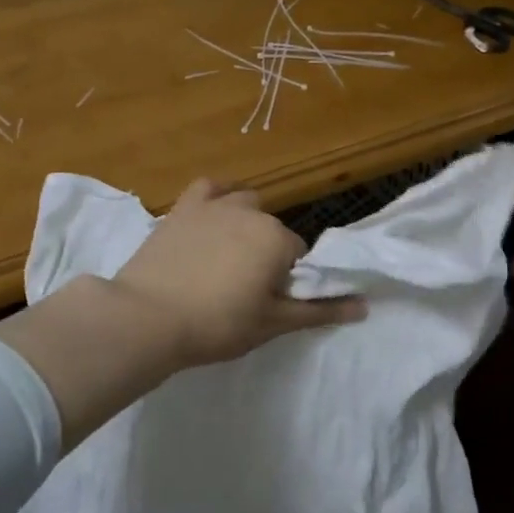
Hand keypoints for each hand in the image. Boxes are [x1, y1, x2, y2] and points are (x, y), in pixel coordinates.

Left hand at [113, 179, 365, 367]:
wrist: (147, 317)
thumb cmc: (217, 324)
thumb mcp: (273, 323)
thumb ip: (320, 311)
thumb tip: (365, 306)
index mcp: (278, 240)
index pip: (297, 255)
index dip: (284, 279)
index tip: (263, 300)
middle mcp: (251, 213)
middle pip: (271, 230)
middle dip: (265, 252)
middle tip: (241, 287)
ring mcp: (214, 205)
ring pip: (244, 204)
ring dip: (244, 223)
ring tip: (225, 256)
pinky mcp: (182, 207)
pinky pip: (209, 188)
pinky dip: (216, 197)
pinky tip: (210, 217)